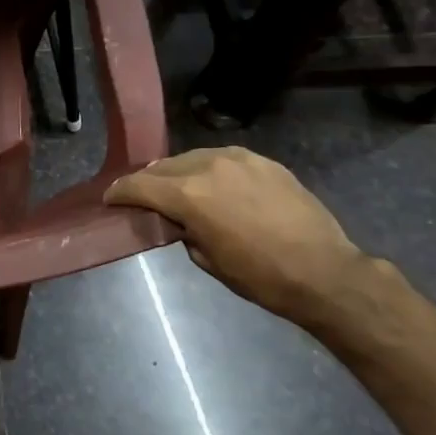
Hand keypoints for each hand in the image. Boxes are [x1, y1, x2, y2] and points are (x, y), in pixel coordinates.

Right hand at [105, 147, 368, 323]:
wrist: (325, 272)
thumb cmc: (260, 276)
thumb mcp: (207, 259)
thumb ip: (183, 230)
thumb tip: (177, 219)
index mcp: (189, 194)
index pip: (139, 185)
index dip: (120, 192)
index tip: (110, 199)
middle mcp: (209, 166)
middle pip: (164, 167)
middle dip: (149, 182)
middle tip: (144, 198)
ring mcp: (239, 159)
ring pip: (193, 158)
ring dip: (180, 173)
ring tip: (180, 190)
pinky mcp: (264, 162)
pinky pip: (224, 160)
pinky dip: (211, 171)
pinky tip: (216, 187)